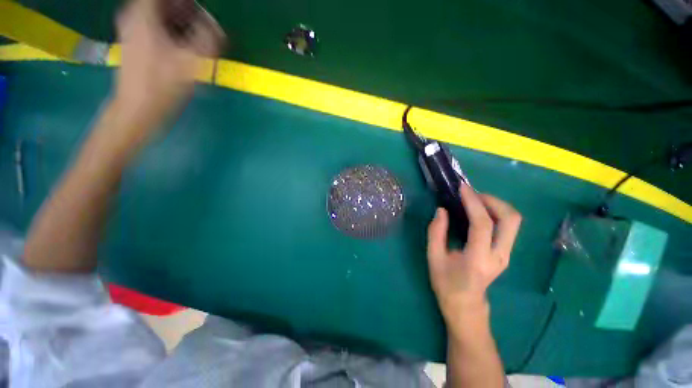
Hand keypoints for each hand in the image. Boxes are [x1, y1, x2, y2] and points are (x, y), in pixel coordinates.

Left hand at [114, 0, 223, 118]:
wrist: (138, 106)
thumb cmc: (163, 83)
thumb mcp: (191, 61)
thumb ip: (207, 39)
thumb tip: (214, 25)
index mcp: (143, 14)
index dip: (185, 3)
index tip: (199, 11)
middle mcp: (133, 16)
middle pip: (159, 2)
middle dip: (182, 8)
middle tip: (200, 20)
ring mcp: (131, 29)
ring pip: (156, 13)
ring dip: (176, 17)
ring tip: (194, 31)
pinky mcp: (134, 42)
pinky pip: (152, 24)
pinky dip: (168, 27)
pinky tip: (181, 42)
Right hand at [427, 185, 521, 321]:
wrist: (465, 305)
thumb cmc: (446, 283)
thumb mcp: (434, 257)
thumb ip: (436, 232)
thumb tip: (441, 210)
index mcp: (478, 259)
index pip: (482, 224)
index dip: (473, 202)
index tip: (462, 188)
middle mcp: (499, 255)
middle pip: (510, 219)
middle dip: (492, 200)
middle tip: (471, 194)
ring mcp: (506, 254)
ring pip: (513, 221)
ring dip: (496, 204)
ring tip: (474, 199)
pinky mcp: (505, 252)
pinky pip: (507, 226)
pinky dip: (496, 212)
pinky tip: (479, 211)